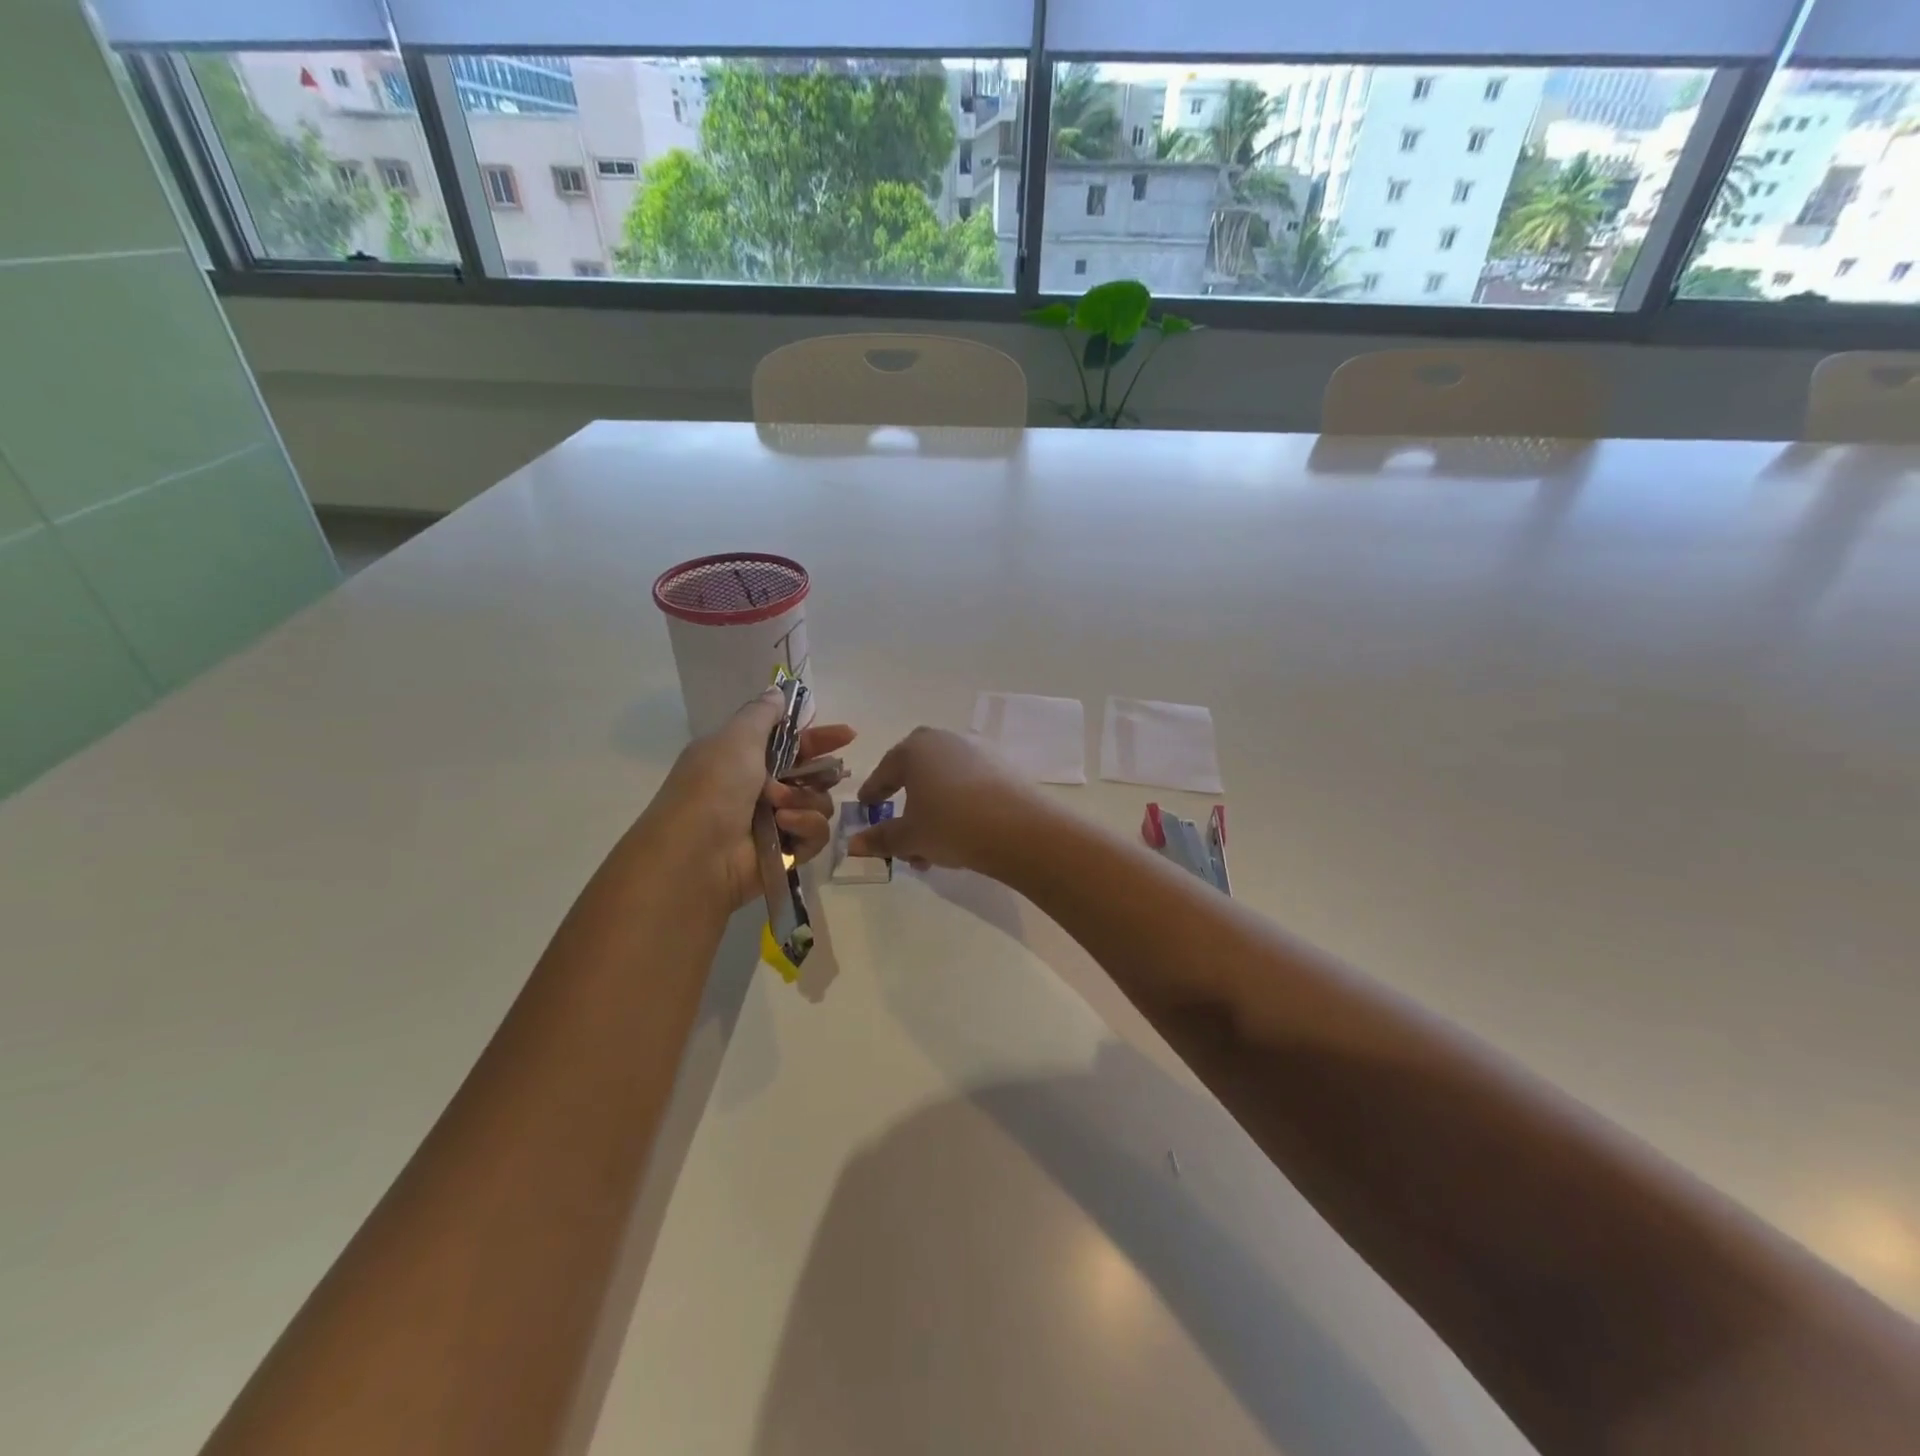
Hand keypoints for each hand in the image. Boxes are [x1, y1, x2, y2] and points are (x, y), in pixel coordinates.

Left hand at [645, 690, 855, 911]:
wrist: (695, 854)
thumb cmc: (713, 787)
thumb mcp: (735, 738)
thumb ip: (762, 714)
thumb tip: (776, 691)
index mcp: (745, 760)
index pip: (792, 744)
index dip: (820, 738)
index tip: (848, 735)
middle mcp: (761, 790)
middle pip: (812, 775)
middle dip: (820, 772)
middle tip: (825, 773)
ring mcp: (775, 823)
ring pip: (819, 803)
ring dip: (804, 801)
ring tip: (779, 807)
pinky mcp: (787, 853)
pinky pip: (816, 833)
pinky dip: (805, 827)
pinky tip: (784, 826)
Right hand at [848, 727, 1042, 874]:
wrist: (1019, 829)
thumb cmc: (951, 825)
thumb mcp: (910, 837)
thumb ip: (881, 838)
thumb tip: (854, 843)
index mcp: (915, 749)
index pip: (886, 770)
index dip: (873, 791)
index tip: (866, 807)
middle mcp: (945, 741)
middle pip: (917, 772)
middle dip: (906, 801)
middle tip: (898, 826)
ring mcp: (978, 751)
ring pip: (944, 783)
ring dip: (932, 811)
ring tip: (929, 849)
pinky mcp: (1003, 767)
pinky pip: (969, 786)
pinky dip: (957, 807)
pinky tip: (959, 836)